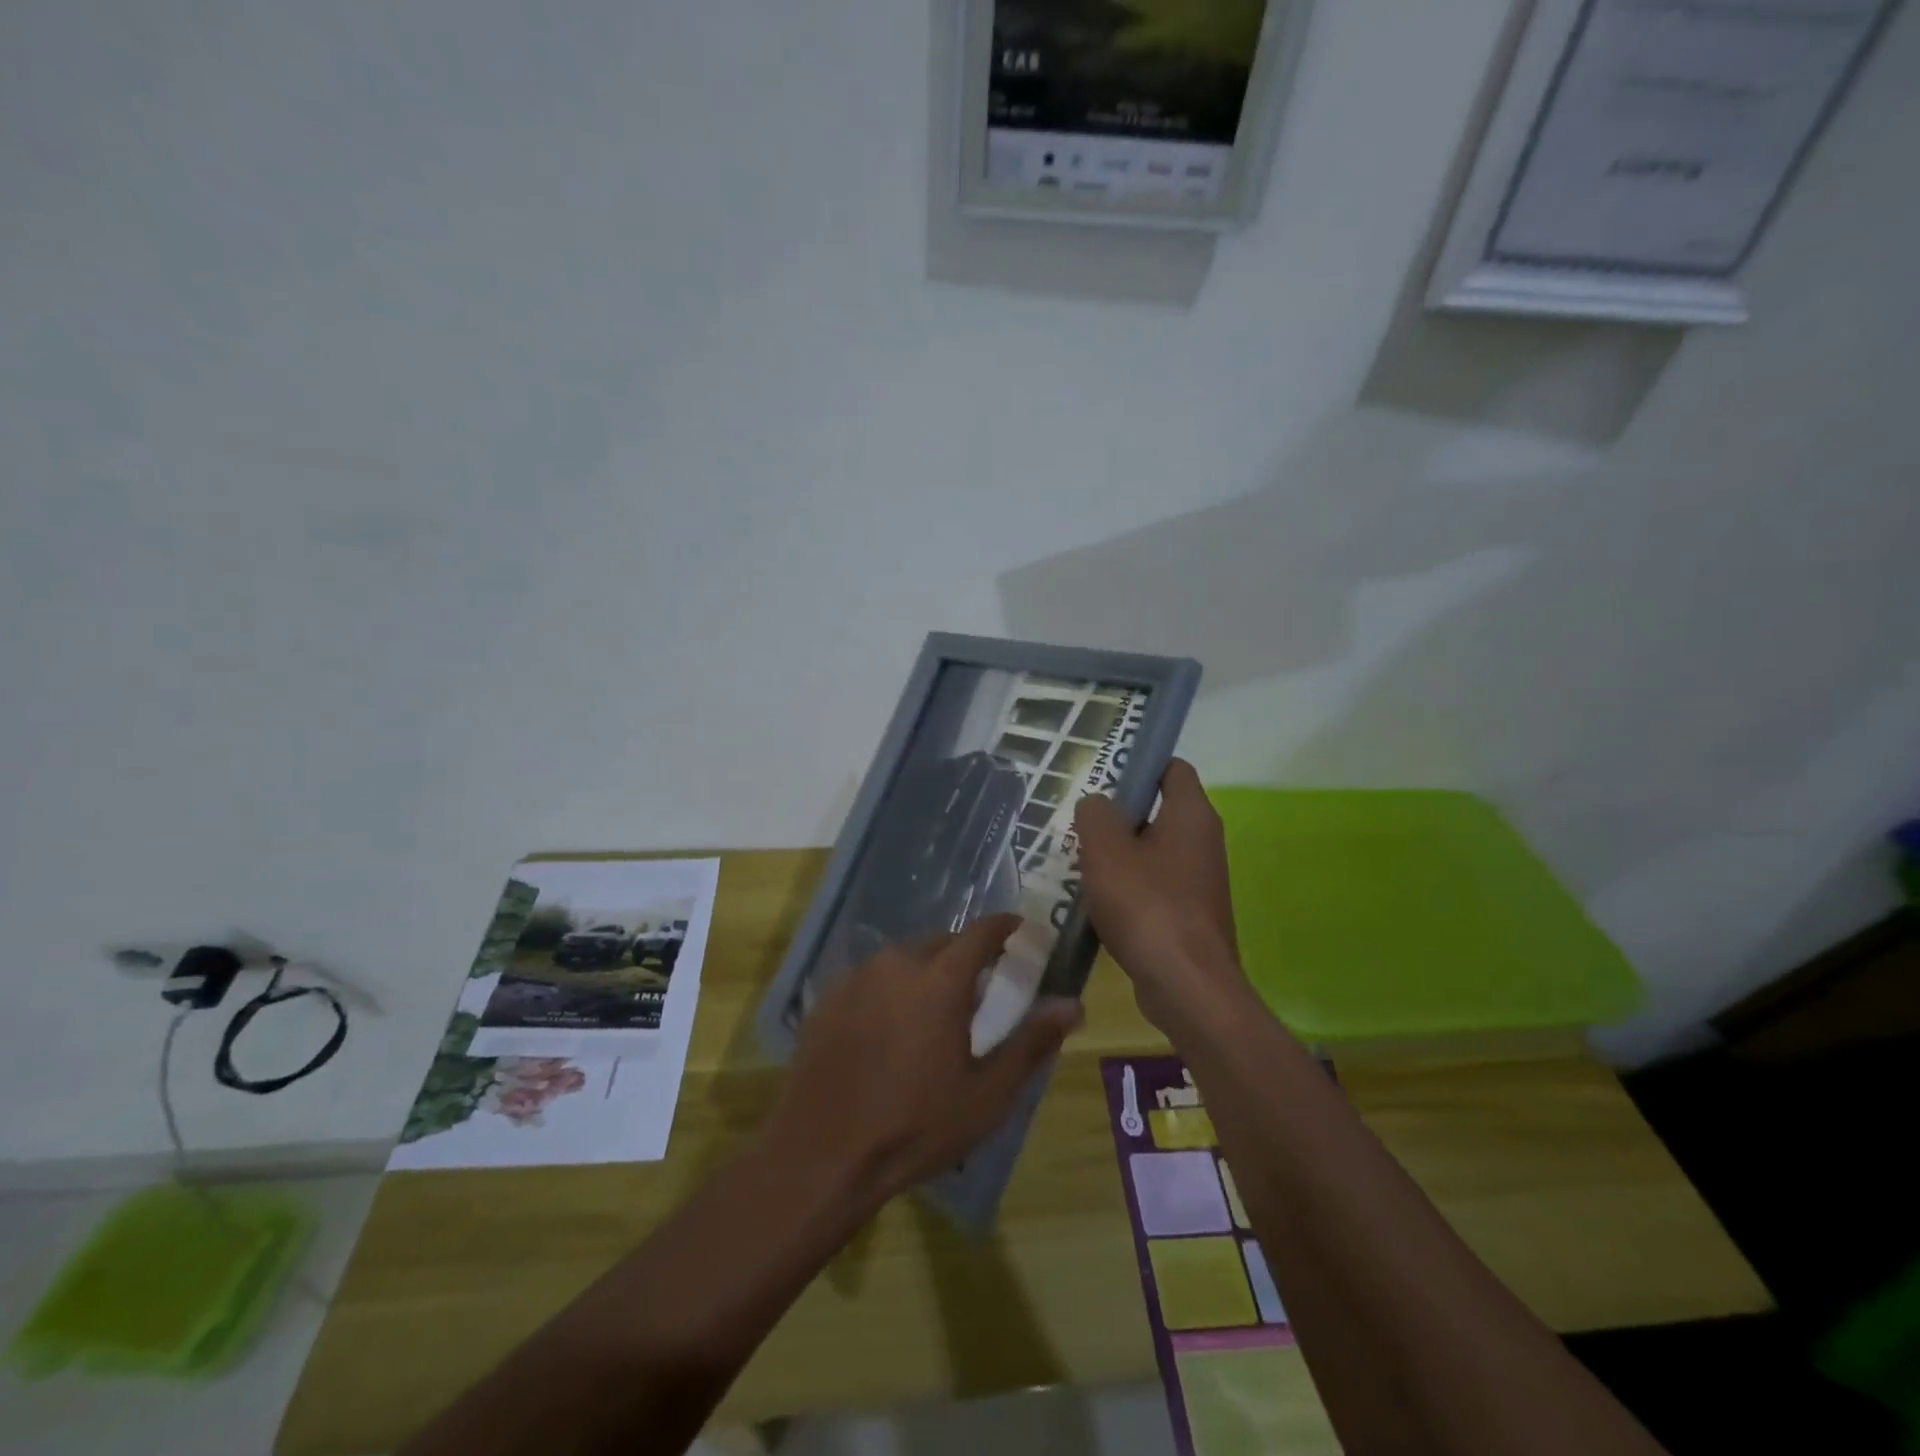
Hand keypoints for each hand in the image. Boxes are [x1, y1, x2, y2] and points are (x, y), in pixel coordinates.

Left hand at [766, 915, 1081, 1207]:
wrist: (822, 1154)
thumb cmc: (915, 1126)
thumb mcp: (986, 1094)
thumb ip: (1032, 1042)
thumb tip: (1074, 1005)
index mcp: (940, 978)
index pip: (982, 932)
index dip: (1005, 927)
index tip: (1021, 931)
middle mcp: (897, 962)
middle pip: (942, 943)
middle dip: (965, 956)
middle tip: (979, 989)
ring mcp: (857, 977)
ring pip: (903, 958)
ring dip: (925, 972)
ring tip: (932, 1012)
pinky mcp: (828, 997)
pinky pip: (871, 979)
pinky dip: (889, 990)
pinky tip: (887, 1030)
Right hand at [1074, 758, 1247, 1034]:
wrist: (1185, 985)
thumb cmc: (1146, 905)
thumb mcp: (1105, 850)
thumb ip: (1094, 815)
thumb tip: (1097, 805)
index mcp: (1191, 815)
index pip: (1172, 768)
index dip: (1139, 765)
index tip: (1104, 779)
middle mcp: (1203, 841)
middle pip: (1158, 810)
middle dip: (1119, 815)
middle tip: (1082, 827)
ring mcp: (1200, 880)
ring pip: (1153, 851)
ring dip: (1119, 855)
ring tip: (1082, 865)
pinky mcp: (1191, 913)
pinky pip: (1155, 885)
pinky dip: (1129, 887)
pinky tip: (1098, 903)